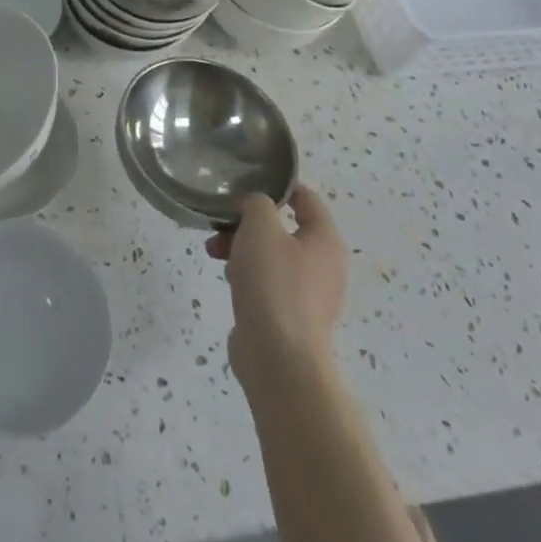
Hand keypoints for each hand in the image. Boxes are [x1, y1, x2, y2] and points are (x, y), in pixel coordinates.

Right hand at [206, 185, 348, 387]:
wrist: (278, 358)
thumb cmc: (274, 283)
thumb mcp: (260, 227)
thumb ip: (257, 204)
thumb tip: (257, 208)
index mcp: (325, 240)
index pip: (306, 198)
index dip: (277, 186)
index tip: (245, 183)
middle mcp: (324, 265)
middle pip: (283, 228)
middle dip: (248, 222)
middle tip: (221, 224)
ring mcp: (309, 294)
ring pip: (271, 255)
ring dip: (241, 247)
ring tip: (214, 252)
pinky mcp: (291, 316)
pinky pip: (268, 282)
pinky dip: (247, 275)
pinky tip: (228, 280)